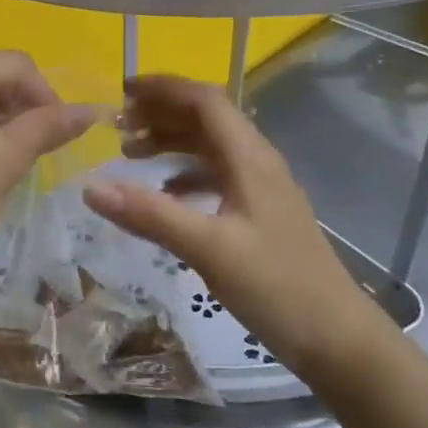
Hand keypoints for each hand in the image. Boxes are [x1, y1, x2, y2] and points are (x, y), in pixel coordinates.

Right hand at [82, 75, 393, 381]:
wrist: (337, 339)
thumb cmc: (276, 287)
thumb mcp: (208, 249)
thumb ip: (150, 215)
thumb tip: (90, 187)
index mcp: (250, 159)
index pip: (205, 101)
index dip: (163, 89)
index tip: (121, 91)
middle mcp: (257, 164)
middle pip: (207, 119)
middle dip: (161, 113)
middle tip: (117, 126)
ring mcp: (261, 190)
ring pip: (210, 148)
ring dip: (170, 142)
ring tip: (129, 155)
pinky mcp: (259, 215)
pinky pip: (215, 177)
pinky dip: (184, 176)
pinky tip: (164, 196)